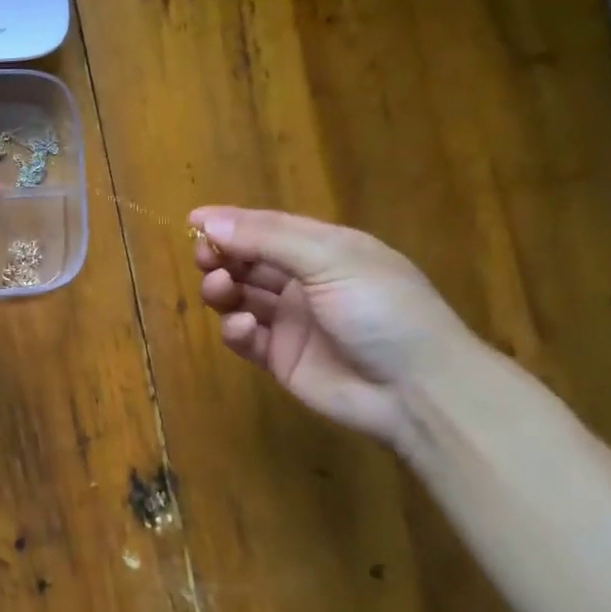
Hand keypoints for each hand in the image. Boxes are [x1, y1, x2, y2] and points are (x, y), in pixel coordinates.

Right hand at [190, 206, 473, 445]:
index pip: (268, 228)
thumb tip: (209, 222)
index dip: (231, 222)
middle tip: (204, 258)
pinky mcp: (281, 358)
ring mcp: (292, 322)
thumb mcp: (330, 260)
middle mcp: (305, 282)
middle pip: (248, 261)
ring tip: (220, 290)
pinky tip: (244, 328)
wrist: (418, 390)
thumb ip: (267, 239)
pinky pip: (245, 337)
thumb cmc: (382, 309)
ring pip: (241, 297)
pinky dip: (236, 329)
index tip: (192, 221)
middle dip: (222, 256)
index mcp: (325, 250)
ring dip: (223, 289)